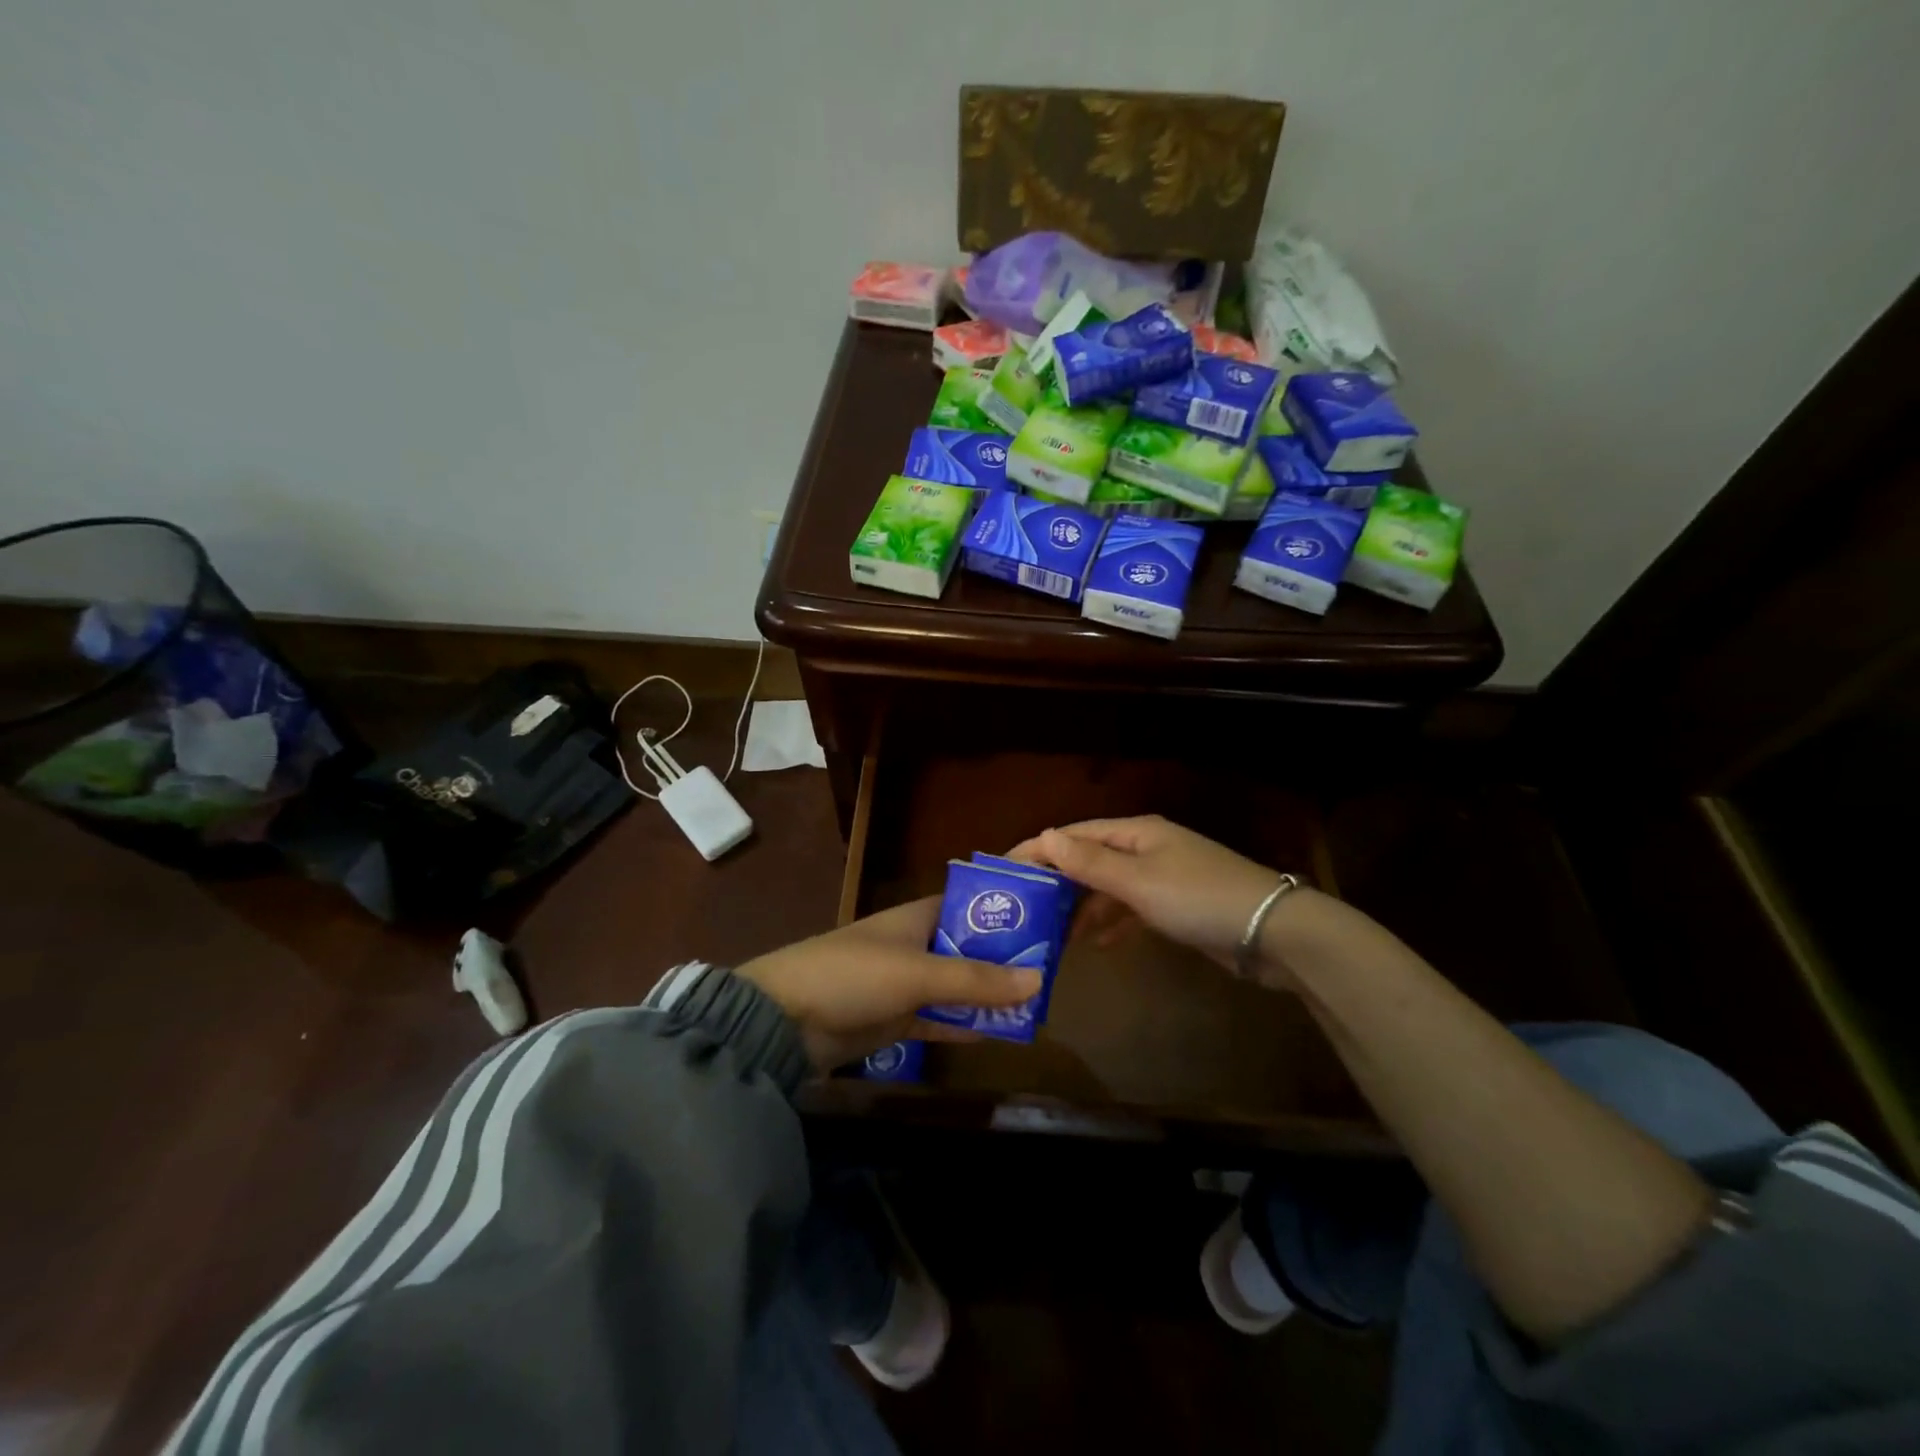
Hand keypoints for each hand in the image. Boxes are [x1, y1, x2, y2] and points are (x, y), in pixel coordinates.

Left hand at [737, 897, 1041, 1070]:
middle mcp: (915, 945)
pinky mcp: (893, 1020)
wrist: (782, 1020)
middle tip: (1051, 977)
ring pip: (955, 988)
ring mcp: (903, 984)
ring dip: (986, 998)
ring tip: (1035, 1008)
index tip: (1046, 927)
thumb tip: (1039, 979)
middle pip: (968, 950)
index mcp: (918, 917)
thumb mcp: (919, 974)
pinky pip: (938, 1020)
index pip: (971, 907)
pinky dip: (962, 1025)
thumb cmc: (853, 975)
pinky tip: (996, 1033)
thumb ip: (976, 981)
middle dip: (1003, 963)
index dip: (1005, 915)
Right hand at [1009, 815, 1294, 974]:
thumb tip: (1043, 836)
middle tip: (1023, 908)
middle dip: (1058, 882)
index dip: (1039, 850)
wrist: (1272, 933)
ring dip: (1082, 907)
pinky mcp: (1176, 907)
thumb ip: (1089, 862)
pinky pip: (1131, 910)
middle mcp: (1147, 849)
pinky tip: (1096, 944)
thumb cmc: (1198, 898)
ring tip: (1051, 933)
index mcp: (1137, 833)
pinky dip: (1112, 923)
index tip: (1003, 870)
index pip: (1075, 834)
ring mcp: (1164, 878)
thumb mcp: (1138, 881)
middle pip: (1091, 860)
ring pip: (1110, 888)